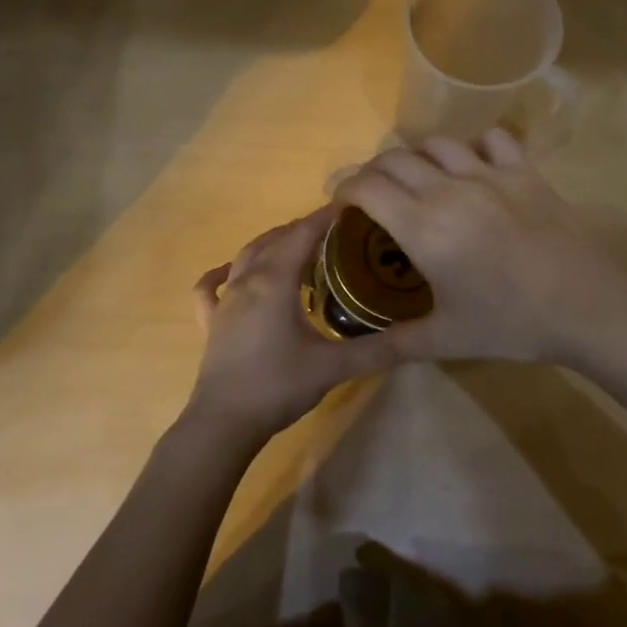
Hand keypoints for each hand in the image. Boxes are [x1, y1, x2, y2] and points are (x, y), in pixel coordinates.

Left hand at [187, 207, 405, 447]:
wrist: (224, 421)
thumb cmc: (278, 386)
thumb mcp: (333, 367)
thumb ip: (376, 350)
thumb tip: (416, 337)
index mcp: (275, 281)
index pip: (303, 235)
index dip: (325, 217)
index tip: (349, 205)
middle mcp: (247, 280)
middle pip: (276, 239)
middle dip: (303, 228)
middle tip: (333, 229)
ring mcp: (224, 300)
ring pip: (247, 255)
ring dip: (271, 243)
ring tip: (296, 244)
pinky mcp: (210, 321)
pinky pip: (211, 287)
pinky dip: (223, 273)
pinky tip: (230, 273)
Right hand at [333, 129, 626, 364]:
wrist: (586, 306)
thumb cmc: (511, 323)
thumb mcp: (447, 339)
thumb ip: (395, 343)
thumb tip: (357, 355)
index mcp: (423, 227)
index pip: (366, 187)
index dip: (345, 190)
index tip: (343, 206)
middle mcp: (448, 190)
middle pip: (394, 158)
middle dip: (372, 172)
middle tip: (374, 197)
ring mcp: (489, 174)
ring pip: (437, 143)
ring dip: (417, 156)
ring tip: (419, 180)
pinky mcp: (524, 171)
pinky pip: (491, 139)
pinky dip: (474, 147)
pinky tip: (474, 168)